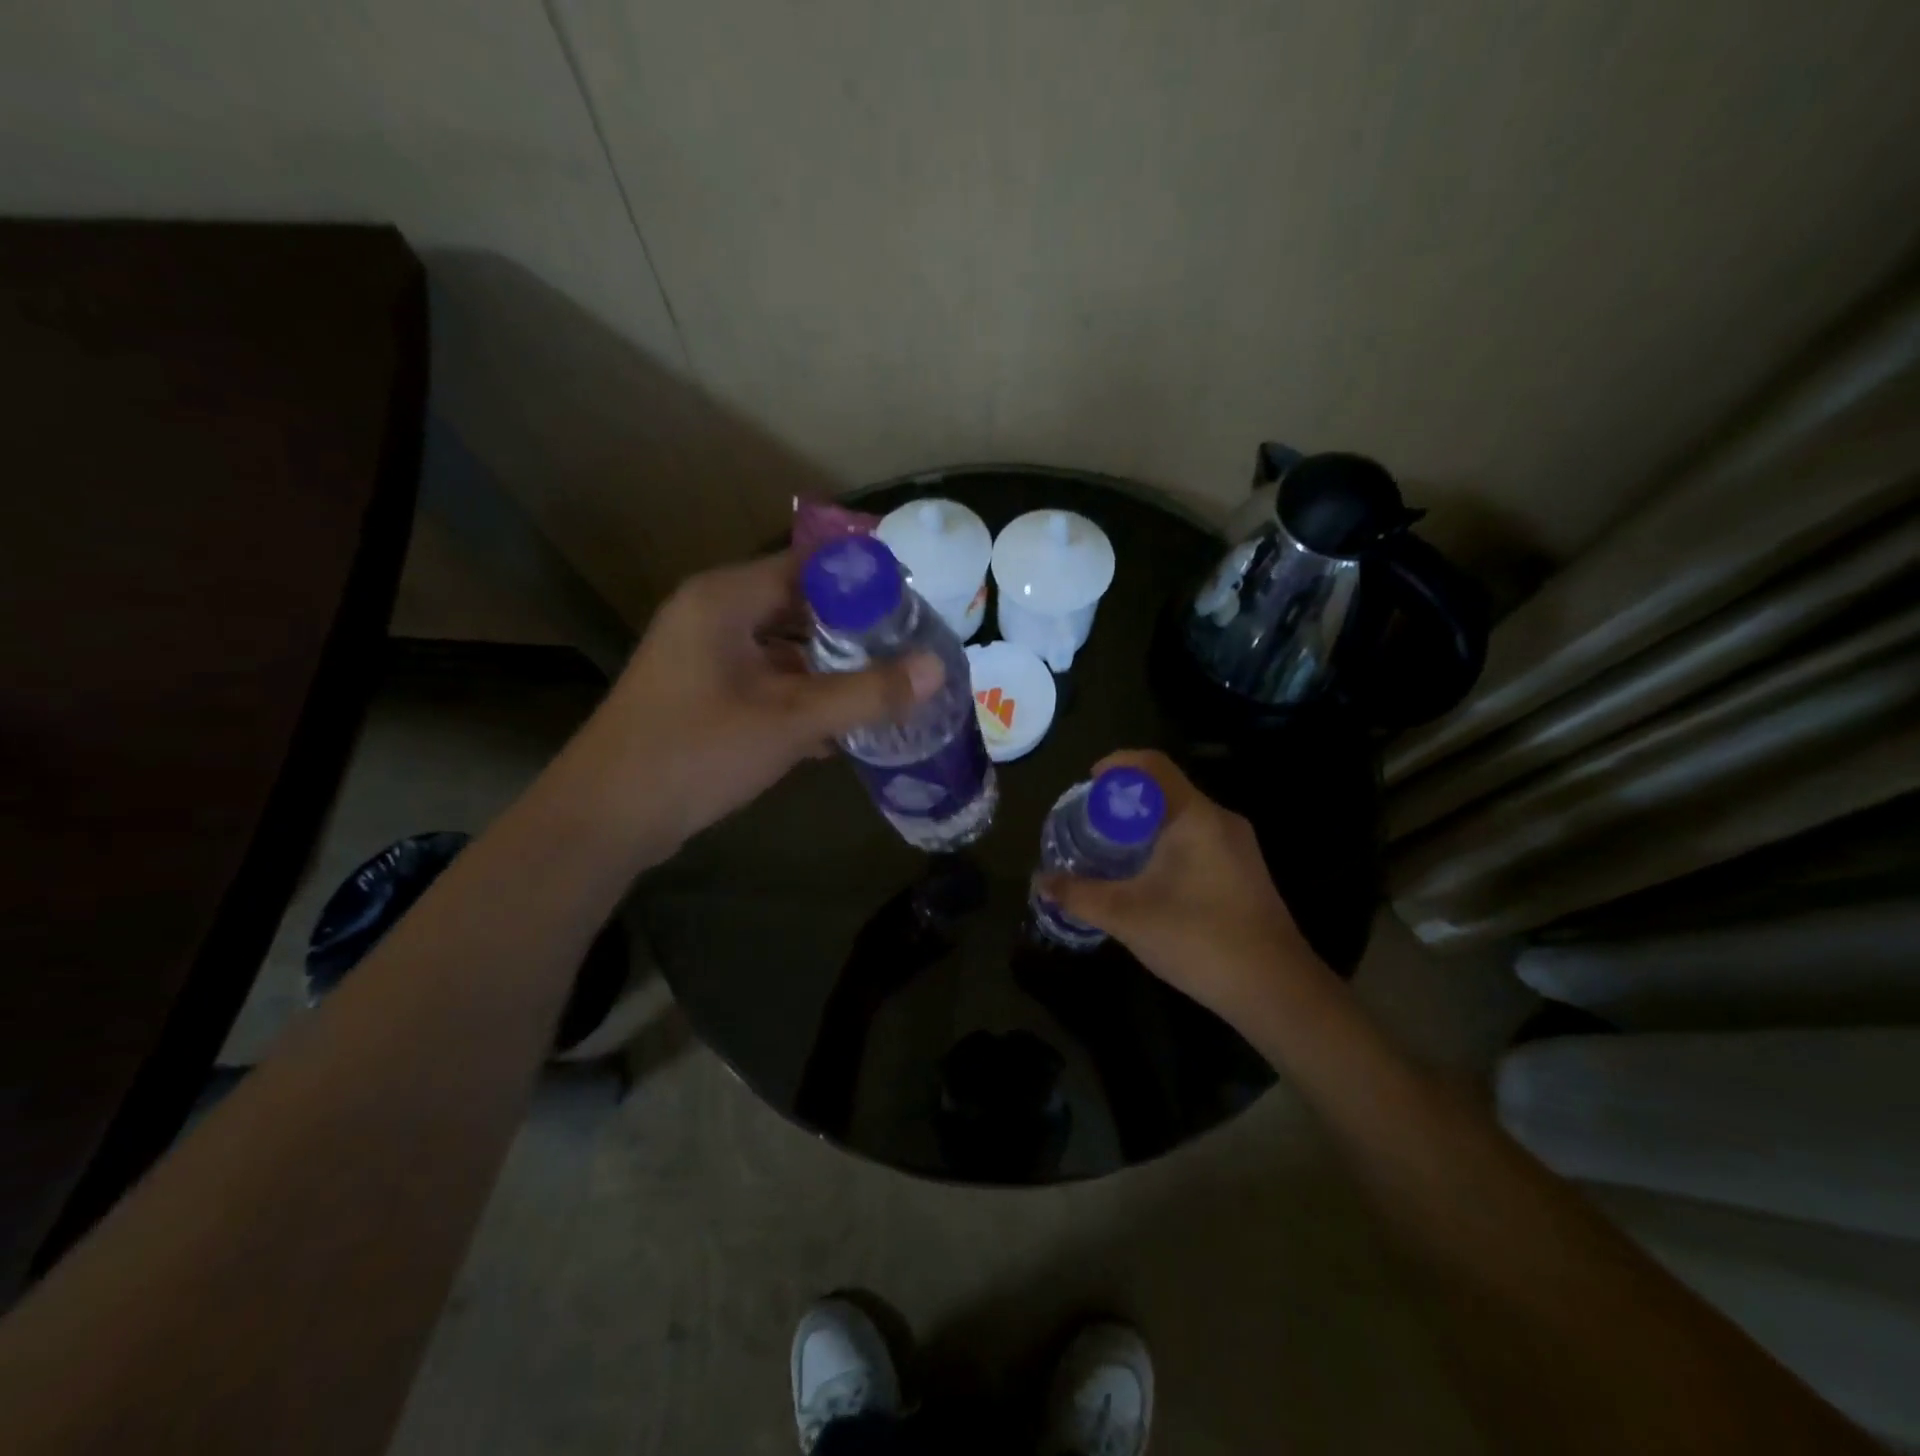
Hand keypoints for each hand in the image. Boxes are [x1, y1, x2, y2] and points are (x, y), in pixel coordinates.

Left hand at [573, 551, 941, 855]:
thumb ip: (866, 693)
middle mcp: (712, 615)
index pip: (808, 564)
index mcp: (725, 598)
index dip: (861, 578)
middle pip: (798, 604)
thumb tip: (936, 669)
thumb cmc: (696, 752)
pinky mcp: (702, 693)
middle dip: (853, 627)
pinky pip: (765, 679)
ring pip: (783, 647)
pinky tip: (842, 726)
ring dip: (830, 666)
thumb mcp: (791, 720)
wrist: (607, 817)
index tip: (913, 602)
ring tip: (886, 683)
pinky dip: (802, 694)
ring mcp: (704, 656)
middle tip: (908, 645)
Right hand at [1036, 749, 1318, 1025]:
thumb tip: (1040, 881)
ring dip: (1147, 825)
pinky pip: (1199, 840)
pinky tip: (1150, 879)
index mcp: (1194, 816)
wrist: (1276, 990)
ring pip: (1183, 818)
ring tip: (1114, 851)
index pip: (1152, 764)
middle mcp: (1221, 820)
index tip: (1088, 782)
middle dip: (1126, 800)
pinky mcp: (1246, 872)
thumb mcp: (1126, 916)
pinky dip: (1168, 844)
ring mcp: (1239, 846)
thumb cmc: (1198, 939)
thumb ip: (1079, 895)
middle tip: (1093, 822)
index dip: (1117, 764)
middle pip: (1167, 790)